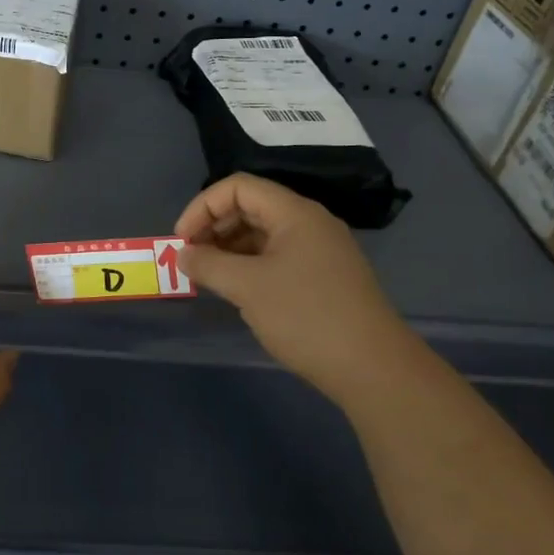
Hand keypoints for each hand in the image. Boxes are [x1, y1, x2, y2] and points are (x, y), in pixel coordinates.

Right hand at [175, 173, 405, 403]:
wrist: (372, 367)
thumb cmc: (305, 316)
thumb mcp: (247, 287)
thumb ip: (208, 264)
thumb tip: (183, 254)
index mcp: (295, 213)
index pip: (238, 187)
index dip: (202, 207)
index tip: (181, 241)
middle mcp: (309, 223)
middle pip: (250, 207)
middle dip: (213, 228)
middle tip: (190, 260)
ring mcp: (319, 251)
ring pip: (262, 234)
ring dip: (229, 249)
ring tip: (207, 277)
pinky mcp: (323, 277)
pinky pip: (276, 257)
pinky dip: (249, 266)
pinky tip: (236, 290)